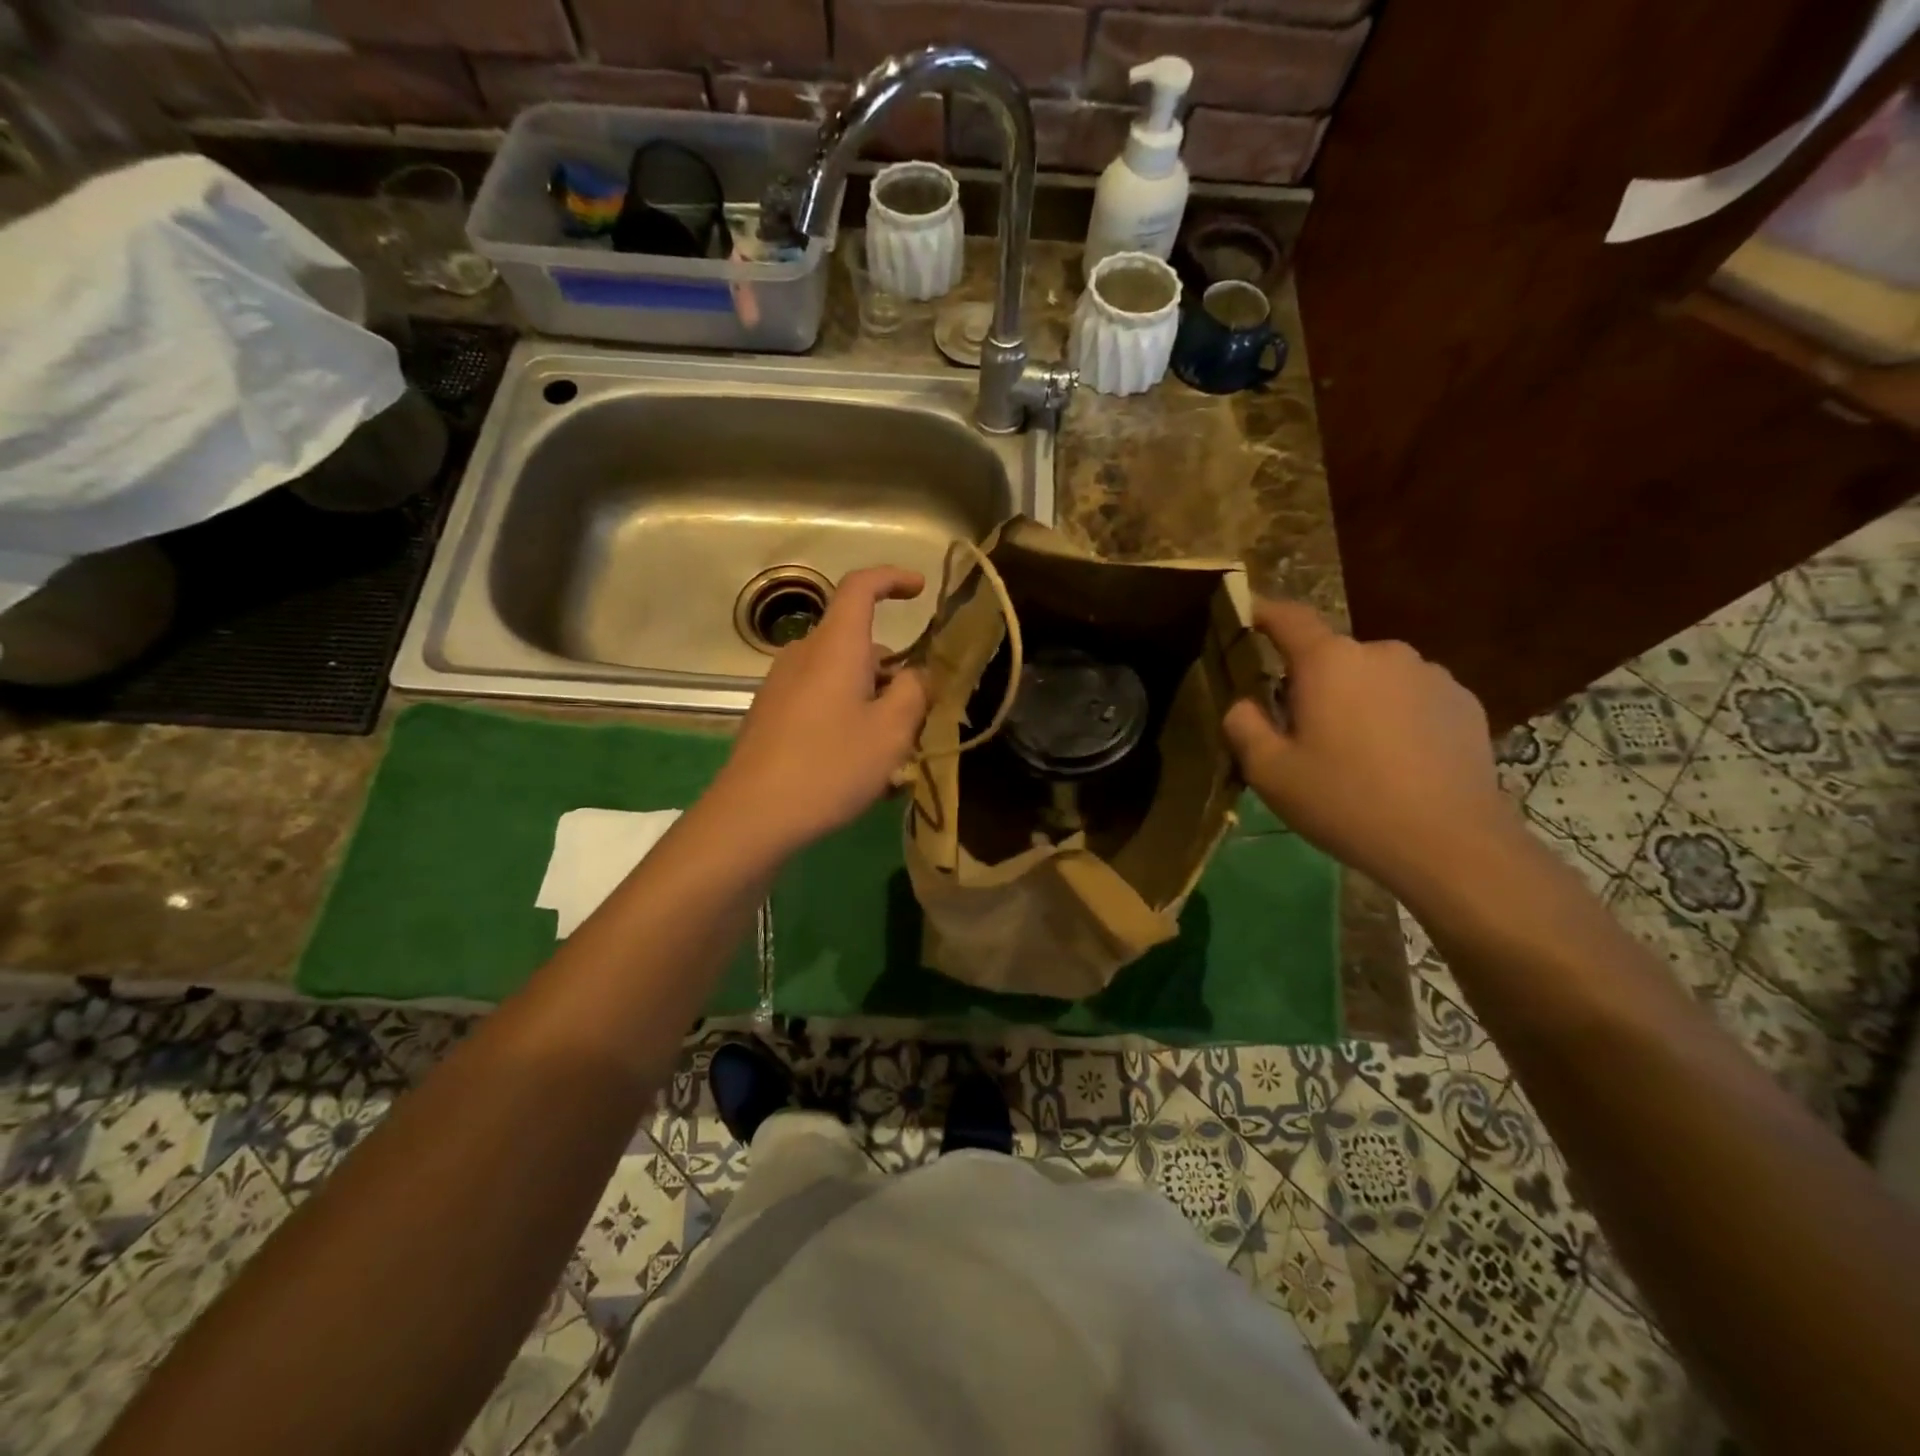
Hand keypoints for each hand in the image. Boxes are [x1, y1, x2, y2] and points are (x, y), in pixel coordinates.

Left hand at [710, 566, 929, 856]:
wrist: (752, 814)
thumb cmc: (830, 766)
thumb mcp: (891, 732)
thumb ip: (915, 693)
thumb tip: (918, 675)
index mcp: (835, 646)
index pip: (860, 587)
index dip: (892, 579)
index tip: (920, 590)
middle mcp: (803, 654)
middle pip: (857, 643)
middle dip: (892, 669)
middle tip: (918, 714)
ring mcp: (781, 684)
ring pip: (839, 675)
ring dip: (870, 697)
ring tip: (890, 749)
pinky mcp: (770, 713)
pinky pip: (819, 698)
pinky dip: (845, 713)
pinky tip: (855, 761)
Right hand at [1223, 600, 1517, 896]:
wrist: (1450, 843)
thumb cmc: (1345, 801)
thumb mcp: (1269, 772)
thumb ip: (1243, 725)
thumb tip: (1244, 703)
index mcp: (1328, 662)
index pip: (1288, 617)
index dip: (1263, 613)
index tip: (1247, 617)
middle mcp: (1381, 652)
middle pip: (1332, 657)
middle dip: (1313, 683)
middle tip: (1304, 733)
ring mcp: (1430, 674)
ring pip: (1374, 678)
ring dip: (1357, 701)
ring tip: (1357, 754)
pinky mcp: (1464, 702)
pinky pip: (1412, 698)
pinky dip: (1396, 718)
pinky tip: (1399, 763)